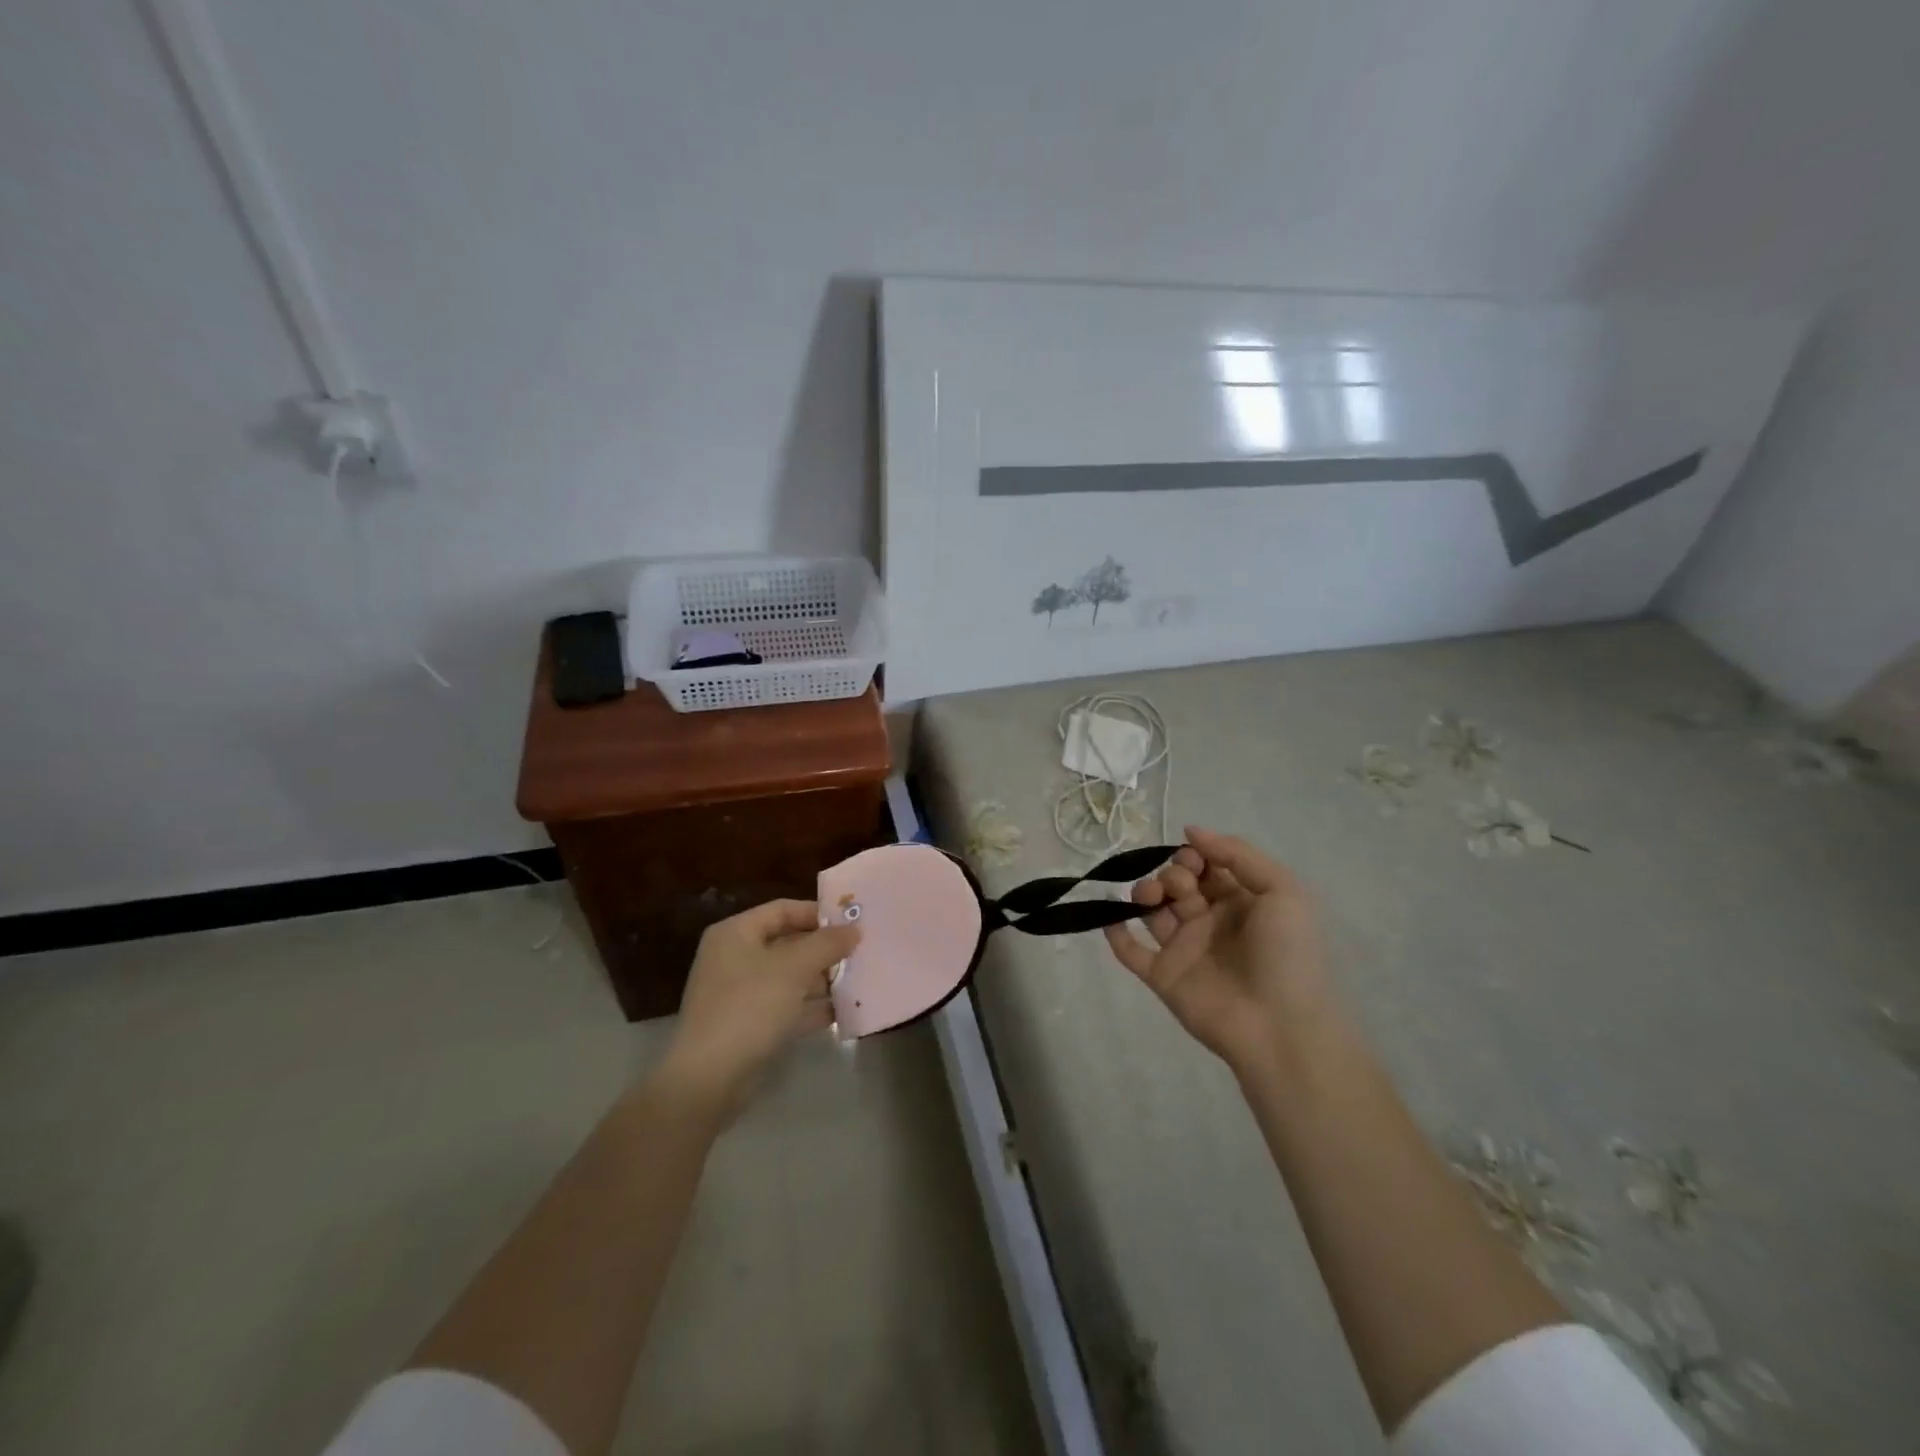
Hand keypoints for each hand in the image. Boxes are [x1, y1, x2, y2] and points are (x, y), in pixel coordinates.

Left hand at [659, 900, 859, 1115]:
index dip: (818, 913)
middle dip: (824, 949)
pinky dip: (810, 1007)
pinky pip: (785, 1006)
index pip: (783, 909)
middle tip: (861, 953)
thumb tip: (854, 929)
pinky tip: (842, 1012)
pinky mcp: (748, 1025)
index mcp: (736, 933)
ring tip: (859, 981)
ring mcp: (739, 994)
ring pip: (789, 977)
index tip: (852, 923)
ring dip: (822, 979)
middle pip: (787, 943)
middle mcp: (734, 957)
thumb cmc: (750, 1007)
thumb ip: (827, 944)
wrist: (709, 1078)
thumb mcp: (794, 968)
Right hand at [1103, 827, 1329, 1074]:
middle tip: (1181, 886)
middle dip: (1171, 873)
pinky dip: (1115, 933)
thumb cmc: (1286, 954)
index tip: (1193, 860)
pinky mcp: (1163, 977)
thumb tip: (1191, 831)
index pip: (1207, 867)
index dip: (1194, 856)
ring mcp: (1184, 950)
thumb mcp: (1282, 891)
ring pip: (1152, 911)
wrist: (1280, 1026)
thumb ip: (1238, 854)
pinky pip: (1130, 952)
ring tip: (1151, 898)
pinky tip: (1112, 917)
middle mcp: (1210, 922)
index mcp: (1240, 902)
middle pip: (1176, 884)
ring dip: (1144, 893)